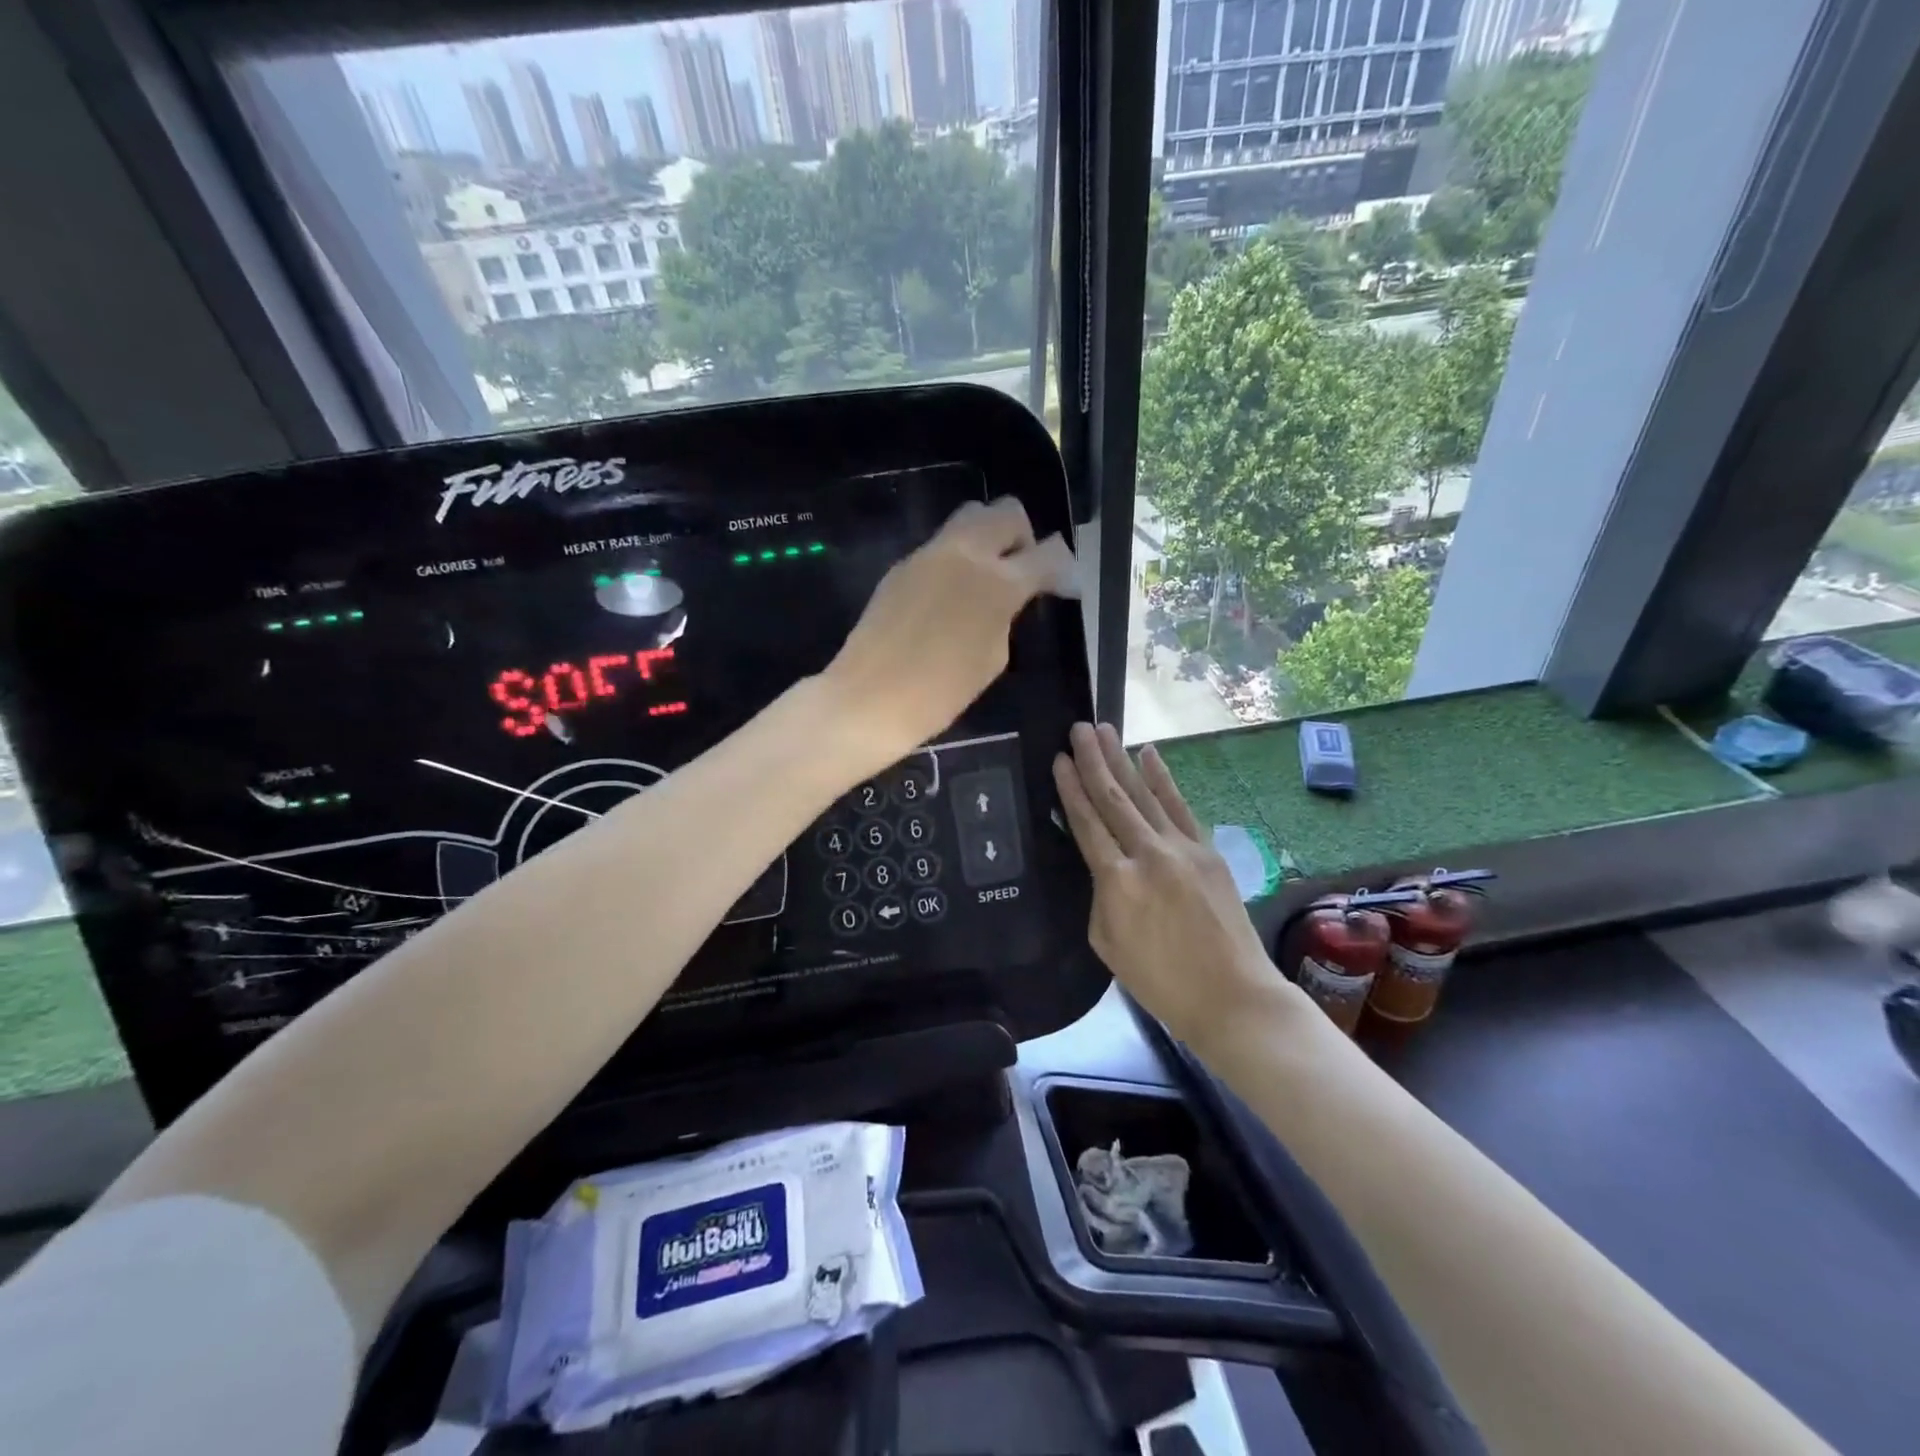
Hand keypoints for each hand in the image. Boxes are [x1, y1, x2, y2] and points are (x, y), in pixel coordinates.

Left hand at [822, 497, 1075, 770]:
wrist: (869, 698)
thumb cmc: (940, 693)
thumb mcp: (993, 658)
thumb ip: (1007, 615)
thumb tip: (1012, 596)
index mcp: (997, 583)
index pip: (1047, 554)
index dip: (1064, 569)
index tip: (1065, 587)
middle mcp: (965, 554)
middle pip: (1007, 512)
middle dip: (1024, 537)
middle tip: (1022, 572)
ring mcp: (928, 554)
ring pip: (971, 517)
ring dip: (989, 537)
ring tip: (987, 578)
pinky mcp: (902, 565)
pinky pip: (942, 545)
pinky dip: (958, 558)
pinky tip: (952, 594)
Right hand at [1054, 723, 1301, 1047]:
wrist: (1232, 995)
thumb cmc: (1160, 981)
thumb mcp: (1107, 943)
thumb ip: (1100, 895)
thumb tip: (1104, 865)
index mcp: (1116, 881)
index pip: (1087, 824)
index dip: (1070, 789)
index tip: (1058, 759)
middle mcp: (1148, 854)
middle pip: (1113, 798)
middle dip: (1093, 760)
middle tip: (1079, 727)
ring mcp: (1182, 848)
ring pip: (1144, 795)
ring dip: (1122, 760)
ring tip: (1105, 730)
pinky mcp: (1207, 851)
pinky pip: (1179, 807)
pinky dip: (1164, 779)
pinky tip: (1150, 755)